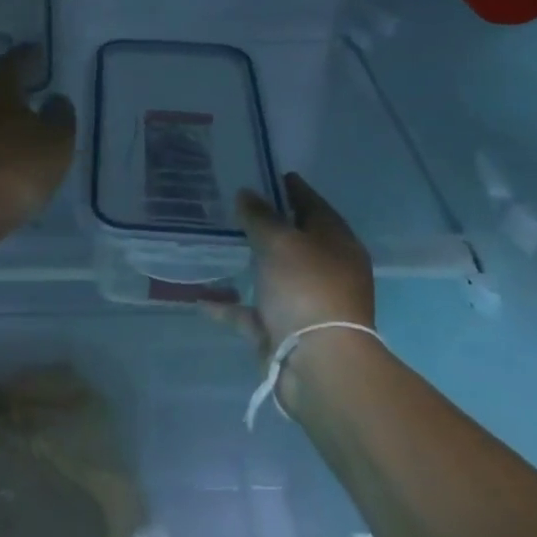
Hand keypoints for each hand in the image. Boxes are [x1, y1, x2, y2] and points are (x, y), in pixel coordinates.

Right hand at [212, 172, 376, 363]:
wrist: (318, 364)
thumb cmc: (307, 290)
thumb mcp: (281, 242)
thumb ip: (260, 216)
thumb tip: (246, 193)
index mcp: (336, 244)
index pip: (313, 205)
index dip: (291, 188)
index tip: (266, 172)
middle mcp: (324, 271)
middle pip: (293, 240)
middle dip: (265, 225)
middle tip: (232, 204)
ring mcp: (304, 303)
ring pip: (271, 275)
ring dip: (247, 263)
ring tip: (215, 244)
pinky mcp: (282, 330)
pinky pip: (250, 312)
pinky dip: (228, 306)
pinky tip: (200, 297)